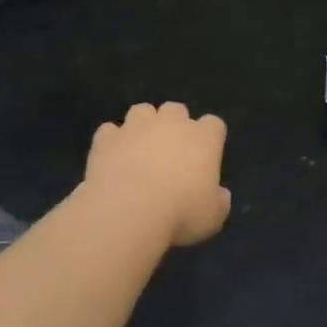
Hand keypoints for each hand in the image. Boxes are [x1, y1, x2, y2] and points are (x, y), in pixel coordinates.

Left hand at [86, 103, 230, 246]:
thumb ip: (218, 201)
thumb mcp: (213, 217)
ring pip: (142, 111)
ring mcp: (136, 126)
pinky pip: (110, 131)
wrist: (128, 209)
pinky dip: (112, 141)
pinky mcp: (107, 137)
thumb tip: (219, 195)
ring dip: (142, 125)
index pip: (213, 125)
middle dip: (174, 125)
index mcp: (203, 138)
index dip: (210, 138)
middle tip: (170, 152)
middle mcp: (171, 123)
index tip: (205, 156)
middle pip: (176, 110)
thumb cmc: (180, 213)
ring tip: (139, 149)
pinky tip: (112, 158)